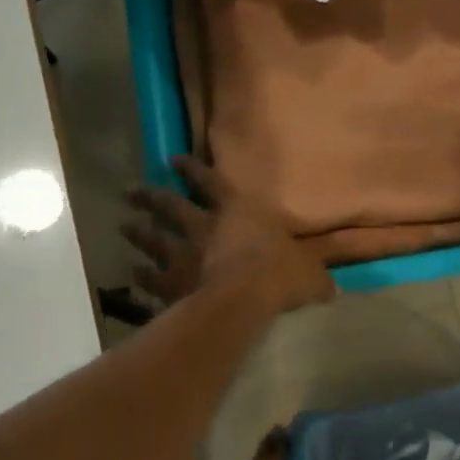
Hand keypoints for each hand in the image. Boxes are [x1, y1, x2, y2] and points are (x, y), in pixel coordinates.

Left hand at [122, 155, 334, 314]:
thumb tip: (334, 288)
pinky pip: (151, 276)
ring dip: (138, 230)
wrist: (243, 298)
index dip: (192, 170)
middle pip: (170, 205)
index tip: (173, 160)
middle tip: (132, 191)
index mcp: (238, 211)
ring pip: (153, 237)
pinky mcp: (170, 282)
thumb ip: (316, 278)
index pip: (211, 182)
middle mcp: (205, 226)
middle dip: (151, 197)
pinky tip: (134, 273)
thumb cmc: (279, 274)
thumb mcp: (309, 274)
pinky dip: (141, 274)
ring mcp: (183, 253)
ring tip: (124, 225)